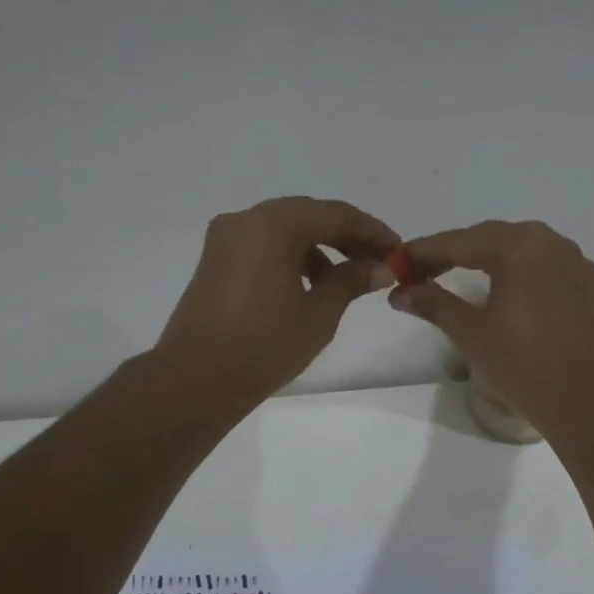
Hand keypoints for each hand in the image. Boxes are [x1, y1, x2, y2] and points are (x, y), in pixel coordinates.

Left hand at [154, 196, 398, 409]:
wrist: (196, 380)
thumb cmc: (264, 346)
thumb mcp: (318, 314)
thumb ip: (350, 281)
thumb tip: (379, 267)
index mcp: (273, 225)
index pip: (335, 214)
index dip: (371, 231)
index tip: (397, 250)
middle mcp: (246, 220)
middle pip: (308, 215)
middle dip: (346, 236)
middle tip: (377, 262)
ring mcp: (225, 238)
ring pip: (284, 229)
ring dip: (319, 247)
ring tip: (345, 281)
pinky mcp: (215, 259)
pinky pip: (263, 245)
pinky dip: (291, 256)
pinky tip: (309, 286)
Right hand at [389, 220, 593, 439]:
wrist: (582, 397)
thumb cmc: (521, 362)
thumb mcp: (470, 332)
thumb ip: (434, 303)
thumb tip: (400, 293)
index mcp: (517, 246)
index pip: (460, 242)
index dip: (426, 252)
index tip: (399, 261)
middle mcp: (548, 241)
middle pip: (490, 238)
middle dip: (455, 252)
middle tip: (421, 271)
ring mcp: (572, 260)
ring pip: (519, 248)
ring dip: (487, 257)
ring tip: (458, 274)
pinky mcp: (585, 282)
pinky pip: (544, 264)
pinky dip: (519, 269)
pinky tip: (507, 285)